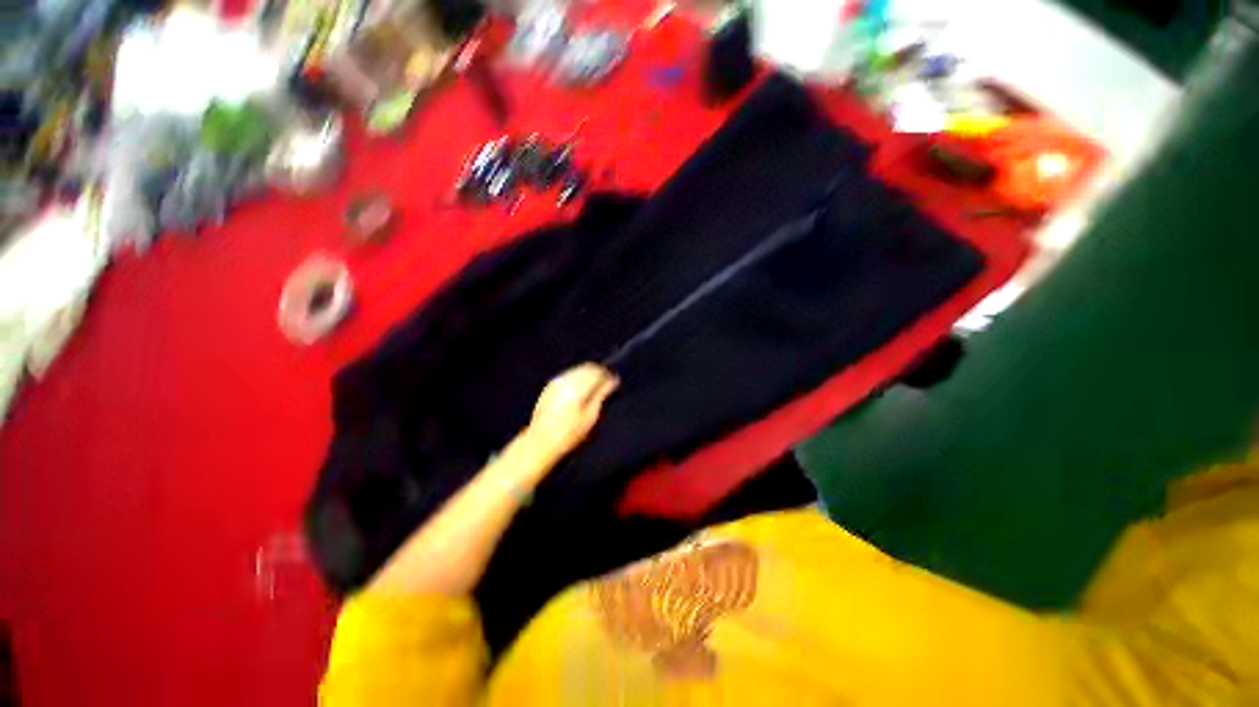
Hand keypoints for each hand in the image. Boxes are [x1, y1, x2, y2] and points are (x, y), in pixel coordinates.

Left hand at [526, 363, 619, 460]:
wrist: (541, 442)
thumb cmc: (569, 433)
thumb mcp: (590, 416)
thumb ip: (602, 395)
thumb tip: (612, 381)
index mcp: (578, 385)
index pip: (598, 371)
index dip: (609, 375)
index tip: (616, 381)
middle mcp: (566, 380)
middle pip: (587, 367)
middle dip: (599, 373)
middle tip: (608, 383)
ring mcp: (556, 382)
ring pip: (577, 370)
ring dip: (588, 375)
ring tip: (596, 387)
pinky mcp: (549, 388)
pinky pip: (568, 376)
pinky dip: (578, 379)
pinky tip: (581, 390)